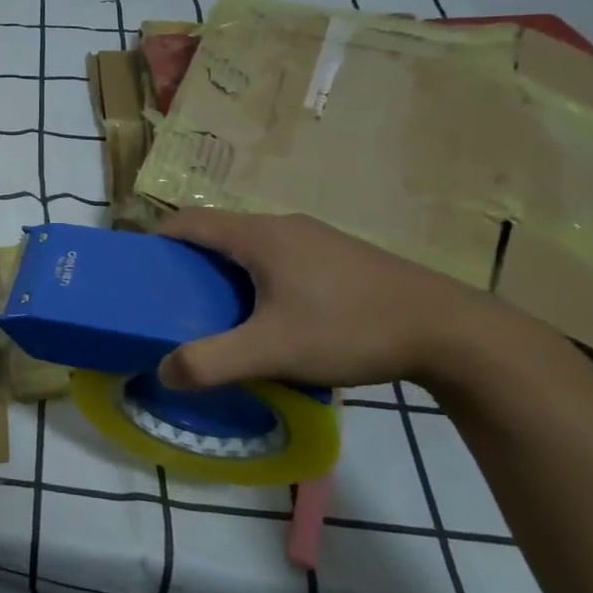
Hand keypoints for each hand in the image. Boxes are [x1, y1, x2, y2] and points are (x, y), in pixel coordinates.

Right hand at [155, 209, 538, 390]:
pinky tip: (271, 313)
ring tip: (216, 310)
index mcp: (258, 236)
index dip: (157, 240)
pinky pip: (279, 256)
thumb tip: (163, 371)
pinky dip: (256, 275)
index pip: (189, 221)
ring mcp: (316, 238)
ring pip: (251, 245)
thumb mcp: (274, 351)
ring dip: (224, 269)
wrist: (452, 332)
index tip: (140, 270)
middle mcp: (283, 226)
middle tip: (173, 298)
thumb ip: (212, 362)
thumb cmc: (350, 328)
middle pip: (218, 231)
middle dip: (188, 260)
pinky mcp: (340, 256)